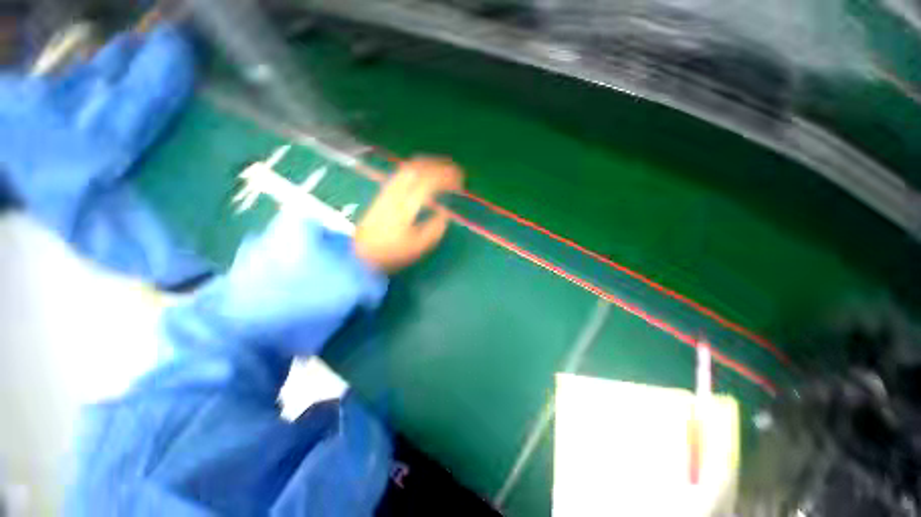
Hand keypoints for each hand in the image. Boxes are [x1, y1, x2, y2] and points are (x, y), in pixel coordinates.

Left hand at [355, 157, 463, 272]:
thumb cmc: (392, 253)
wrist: (361, 253)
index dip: (447, 178)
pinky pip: (402, 171)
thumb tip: (445, 213)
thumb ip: (435, 228)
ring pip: (409, 166)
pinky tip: (423, 172)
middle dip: (440, 165)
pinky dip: (417, 167)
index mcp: (407, 206)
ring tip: (443, 168)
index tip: (460, 182)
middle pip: (419, 168)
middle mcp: (397, 192)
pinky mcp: (384, 191)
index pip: (429, 182)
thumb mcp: (418, 247)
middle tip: (456, 171)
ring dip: (429, 163)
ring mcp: (388, 190)